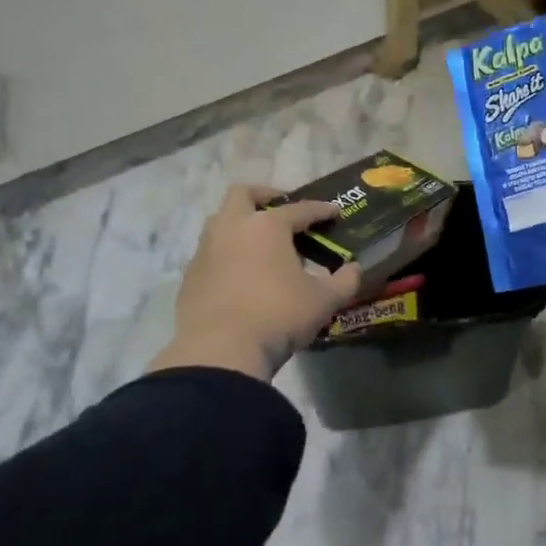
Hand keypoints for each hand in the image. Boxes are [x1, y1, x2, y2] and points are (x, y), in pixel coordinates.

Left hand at [148, 185, 364, 381]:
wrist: (220, 352)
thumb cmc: (278, 316)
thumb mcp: (323, 301)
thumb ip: (344, 282)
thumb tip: (354, 269)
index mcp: (267, 226)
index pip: (300, 209)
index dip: (320, 210)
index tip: (334, 212)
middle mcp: (232, 228)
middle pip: (243, 194)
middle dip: (264, 196)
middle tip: (282, 211)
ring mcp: (206, 251)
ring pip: (220, 222)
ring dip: (241, 225)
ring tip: (262, 246)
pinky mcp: (190, 277)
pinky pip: (210, 253)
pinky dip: (227, 255)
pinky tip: (241, 276)